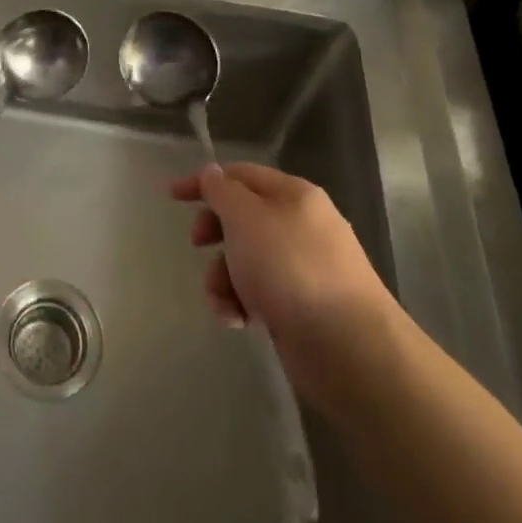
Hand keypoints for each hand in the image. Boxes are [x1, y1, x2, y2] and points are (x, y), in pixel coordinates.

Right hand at [171, 162, 396, 406]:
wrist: (350, 349)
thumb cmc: (291, 270)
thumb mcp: (246, 219)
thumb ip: (222, 192)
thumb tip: (212, 174)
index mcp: (293, 195)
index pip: (240, 175)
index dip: (204, 181)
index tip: (171, 196)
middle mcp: (301, 225)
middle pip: (243, 216)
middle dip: (214, 231)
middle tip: (197, 244)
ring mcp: (305, 267)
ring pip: (247, 259)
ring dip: (223, 276)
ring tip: (224, 301)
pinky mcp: (303, 306)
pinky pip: (260, 292)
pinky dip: (242, 302)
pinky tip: (239, 320)